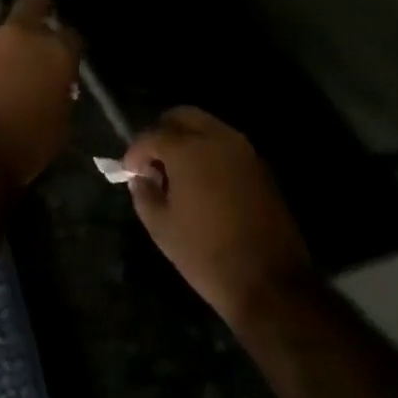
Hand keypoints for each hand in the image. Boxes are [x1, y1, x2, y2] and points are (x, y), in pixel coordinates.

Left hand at [0, 0, 82, 190]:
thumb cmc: (25, 146)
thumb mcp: (60, 122)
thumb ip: (61, 93)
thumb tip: (56, 84)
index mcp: (54, 51)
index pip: (71, 35)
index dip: (72, 44)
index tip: (71, 53)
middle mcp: (21, 36)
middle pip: (33, 1)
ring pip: (6, 29)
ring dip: (13, 37)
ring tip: (19, 51)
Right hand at [123, 108, 319, 329]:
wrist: (269, 281)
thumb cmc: (206, 254)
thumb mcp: (161, 228)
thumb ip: (144, 193)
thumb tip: (142, 178)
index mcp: (188, 149)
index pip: (152, 135)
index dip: (134, 152)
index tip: (128, 171)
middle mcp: (217, 138)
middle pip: (182, 116)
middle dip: (162, 132)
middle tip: (152, 162)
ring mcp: (243, 150)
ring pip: (207, 126)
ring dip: (187, 140)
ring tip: (176, 173)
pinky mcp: (260, 166)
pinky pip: (226, 145)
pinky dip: (209, 152)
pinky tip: (201, 182)